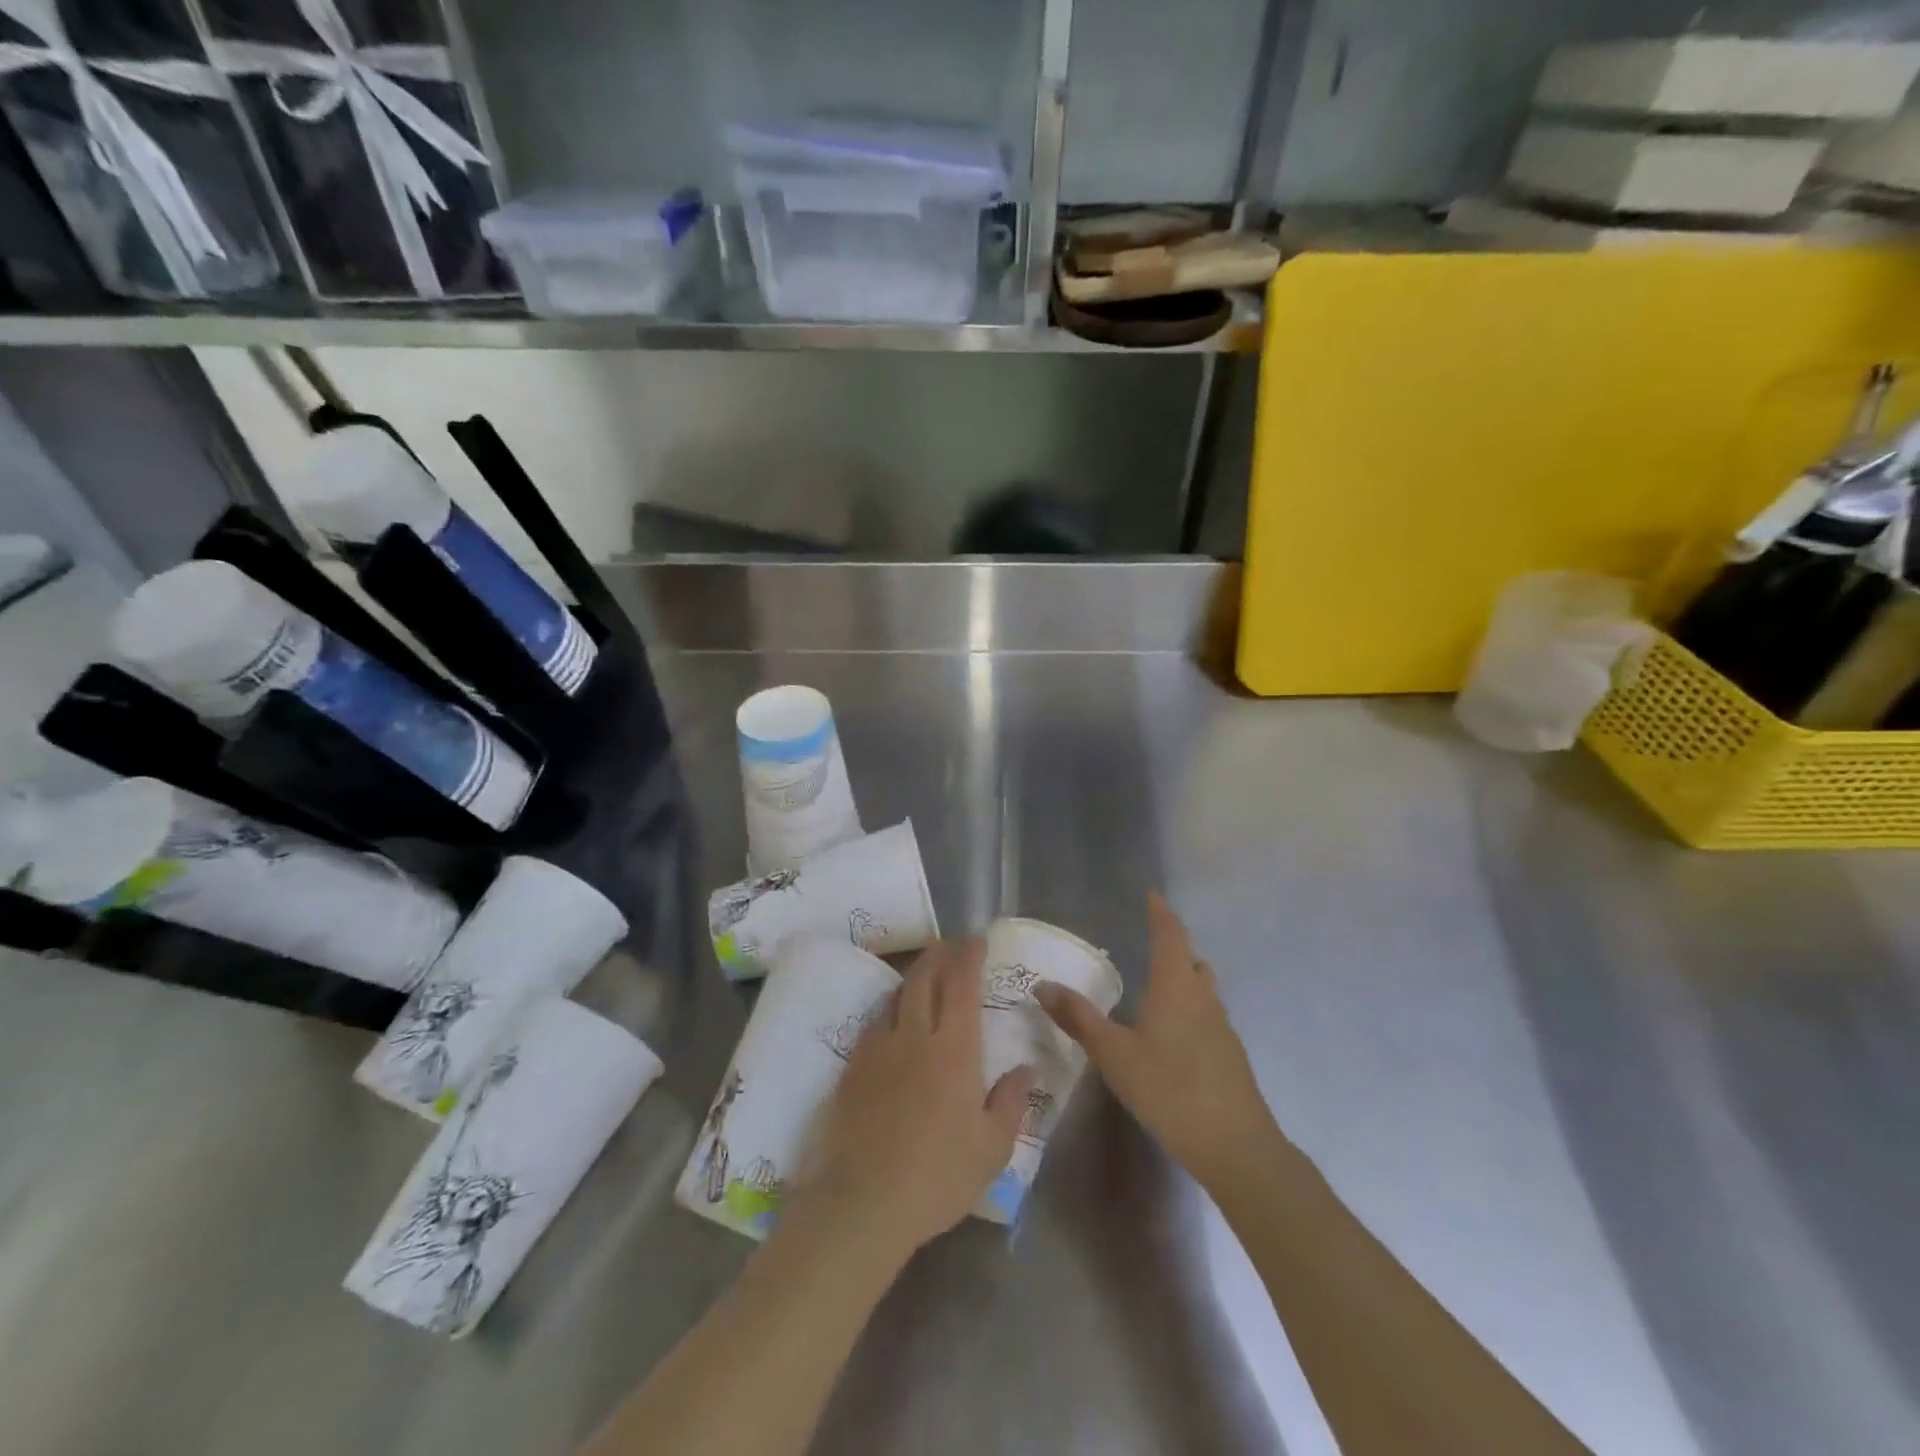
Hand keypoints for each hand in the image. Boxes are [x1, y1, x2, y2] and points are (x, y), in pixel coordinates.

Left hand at [803, 937, 1032, 1257]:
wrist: (863, 1201)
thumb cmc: (938, 1176)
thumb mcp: (992, 1148)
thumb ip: (1011, 1102)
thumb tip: (1023, 1068)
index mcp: (954, 1050)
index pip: (962, 985)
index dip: (969, 956)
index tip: (976, 939)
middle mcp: (914, 1036)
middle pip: (925, 978)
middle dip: (940, 954)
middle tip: (950, 945)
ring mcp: (878, 1048)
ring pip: (896, 995)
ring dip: (914, 976)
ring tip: (925, 972)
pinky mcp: (853, 1066)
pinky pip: (874, 1022)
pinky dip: (890, 1008)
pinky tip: (893, 1018)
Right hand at [1036, 892, 1277, 1191]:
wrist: (1235, 1145)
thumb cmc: (1169, 1089)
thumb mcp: (1114, 1055)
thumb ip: (1079, 1018)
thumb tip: (1042, 985)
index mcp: (1176, 986)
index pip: (1170, 935)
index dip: (1161, 913)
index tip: (1152, 894)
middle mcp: (1203, 997)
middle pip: (1191, 959)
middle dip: (1173, 945)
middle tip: (1148, 941)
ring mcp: (1222, 1026)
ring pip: (1202, 988)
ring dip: (1184, 976)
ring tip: (1157, 985)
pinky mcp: (1230, 1054)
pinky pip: (1207, 1014)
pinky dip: (1190, 1007)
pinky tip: (1172, 1034)